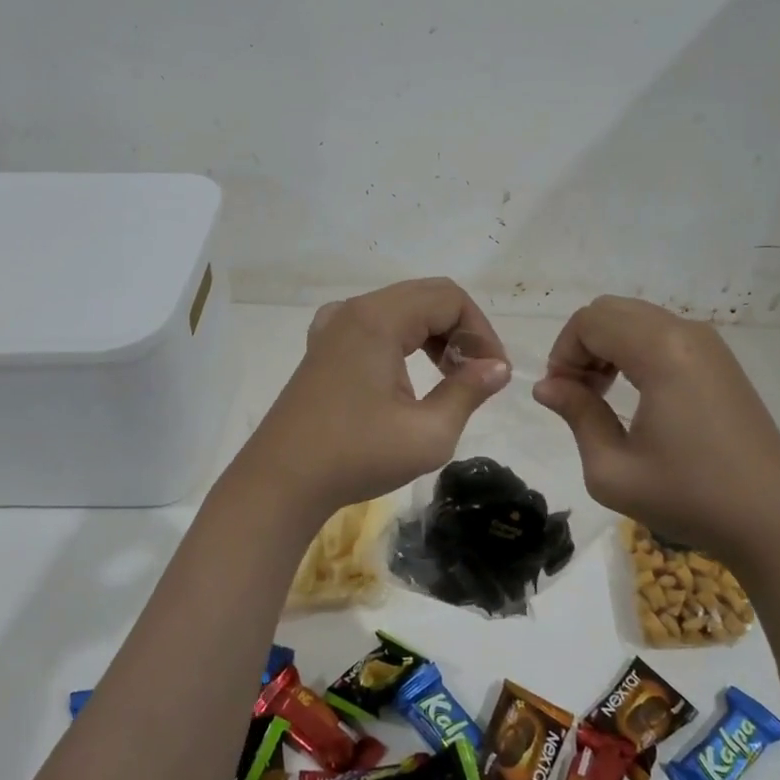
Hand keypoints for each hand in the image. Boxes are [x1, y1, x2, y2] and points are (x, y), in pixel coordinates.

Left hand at [236, 278, 511, 522]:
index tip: (493, 374)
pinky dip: (402, 338)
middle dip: (461, 330)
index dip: (481, 332)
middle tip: (476, 374)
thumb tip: (498, 368)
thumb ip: (468, 392)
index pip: (450, 299)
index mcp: (379, 319)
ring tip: (449, 377)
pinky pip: (374, 323)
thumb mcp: (428, 433)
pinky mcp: (323, 347)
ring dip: (434, 334)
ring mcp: (333, 326)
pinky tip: (406, 372)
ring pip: (401, 308)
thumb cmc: (356, 456)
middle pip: (426, 296)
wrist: (281, 483)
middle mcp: (355, 310)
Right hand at [532, 296, 779, 566]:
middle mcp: (686, 332)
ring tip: (603, 396)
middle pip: (611, 310)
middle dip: (582, 345)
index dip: (563, 353)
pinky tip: (636, 393)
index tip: (561, 397)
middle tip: (579, 394)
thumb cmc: (689, 497)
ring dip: (607, 346)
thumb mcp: (612, 470)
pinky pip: (662, 332)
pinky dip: (634, 350)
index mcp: (661, 352)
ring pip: (636, 318)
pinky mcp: (721, 359)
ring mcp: (709, 343)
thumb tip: (547, 387)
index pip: (590, 321)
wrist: (773, 520)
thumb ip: (576, 415)